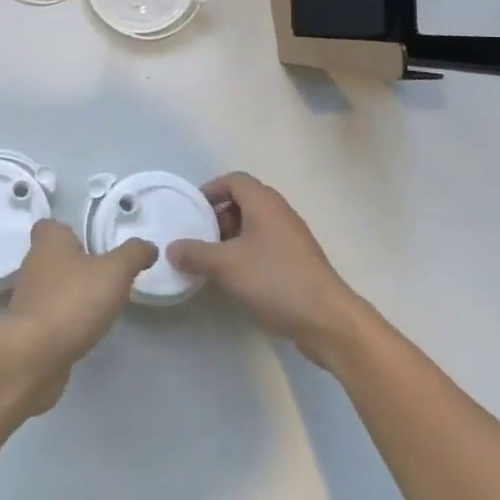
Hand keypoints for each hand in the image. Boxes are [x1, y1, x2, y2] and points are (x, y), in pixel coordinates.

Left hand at [0, 219, 155, 414]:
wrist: (35, 355)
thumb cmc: (73, 301)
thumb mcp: (115, 272)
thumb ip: (134, 255)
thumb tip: (148, 247)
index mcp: (48, 240)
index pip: (53, 225)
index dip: (71, 231)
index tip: (94, 243)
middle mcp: (33, 262)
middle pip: (55, 255)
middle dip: (77, 263)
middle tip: (106, 274)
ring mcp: (27, 296)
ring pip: (53, 285)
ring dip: (72, 292)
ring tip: (100, 304)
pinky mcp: (28, 326)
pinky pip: (51, 313)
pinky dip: (66, 318)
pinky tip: (85, 328)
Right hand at [167, 173, 364, 366]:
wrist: (327, 319)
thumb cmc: (275, 280)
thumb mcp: (226, 266)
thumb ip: (195, 254)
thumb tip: (171, 249)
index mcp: (264, 203)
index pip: (234, 180)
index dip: (211, 190)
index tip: (192, 210)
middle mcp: (279, 213)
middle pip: (244, 201)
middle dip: (218, 216)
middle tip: (199, 238)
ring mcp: (291, 238)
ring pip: (255, 226)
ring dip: (232, 238)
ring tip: (213, 261)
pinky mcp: (297, 261)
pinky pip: (265, 245)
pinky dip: (247, 254)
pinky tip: (236, 279)